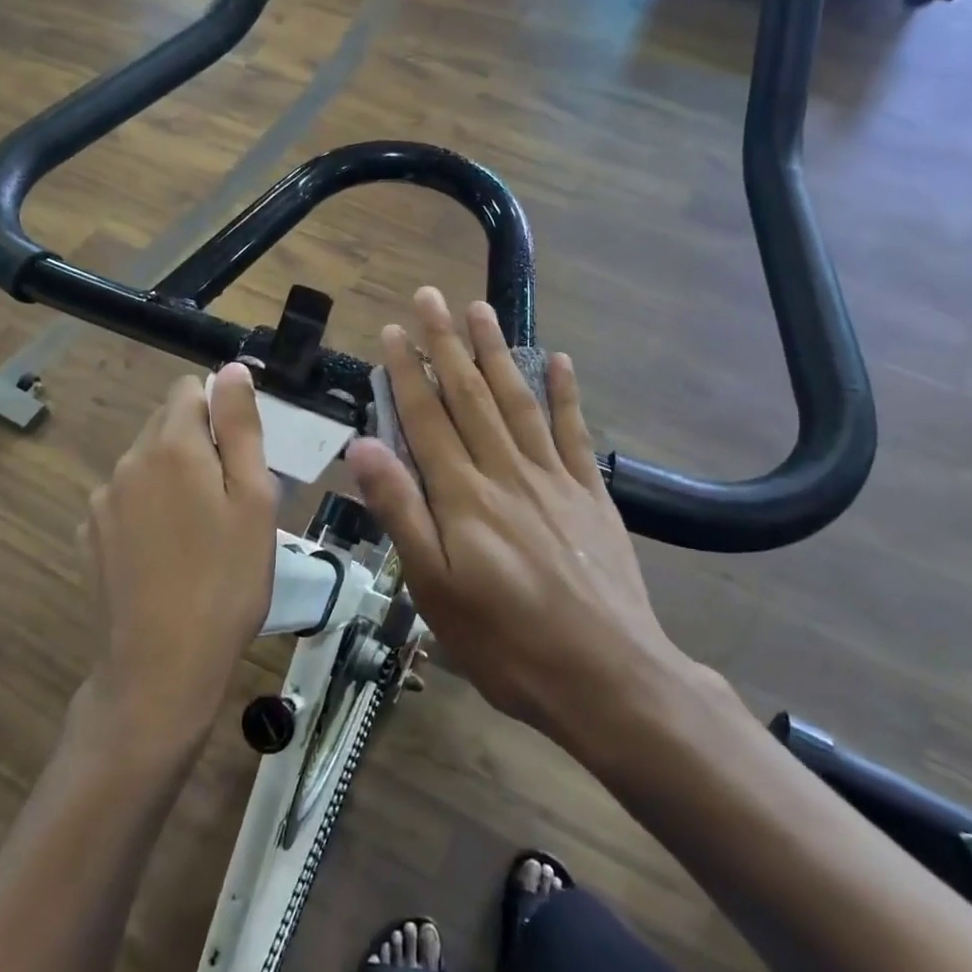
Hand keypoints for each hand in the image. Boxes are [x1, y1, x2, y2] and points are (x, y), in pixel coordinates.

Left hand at [82, 364, 276, 748]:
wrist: (162, 667)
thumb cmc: (226, 580)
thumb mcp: (253, 499)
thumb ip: (240, 427)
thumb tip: (232, 369)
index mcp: (170, 445)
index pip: (190, 391)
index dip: (220, 412)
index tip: (241, 456)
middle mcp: (128, 462)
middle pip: (165, 425)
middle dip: (198, 445)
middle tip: (229, 500)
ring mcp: (101, 503)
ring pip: (145, 465)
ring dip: (171, 479)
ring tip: (200, 534)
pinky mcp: (89, 539)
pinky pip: (125, 503)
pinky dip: (147, 512)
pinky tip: (166, 557)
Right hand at [346, 289, 699, 747]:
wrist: (607, 676)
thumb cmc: (506, 642)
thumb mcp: (434, 589)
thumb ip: (400, 511)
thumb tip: (364, 446)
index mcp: (463, 496)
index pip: (427, 418)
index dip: (408, 371)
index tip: (395, 330)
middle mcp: (506, 471)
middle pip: (470, 395)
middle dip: (447, 342)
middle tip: (431, 296)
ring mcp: (553, 478)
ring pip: (518, 400)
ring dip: (497, 352)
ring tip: (481, 309)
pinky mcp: (590, 494)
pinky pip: (575, 432)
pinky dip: (566, 393)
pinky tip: (559, 361)